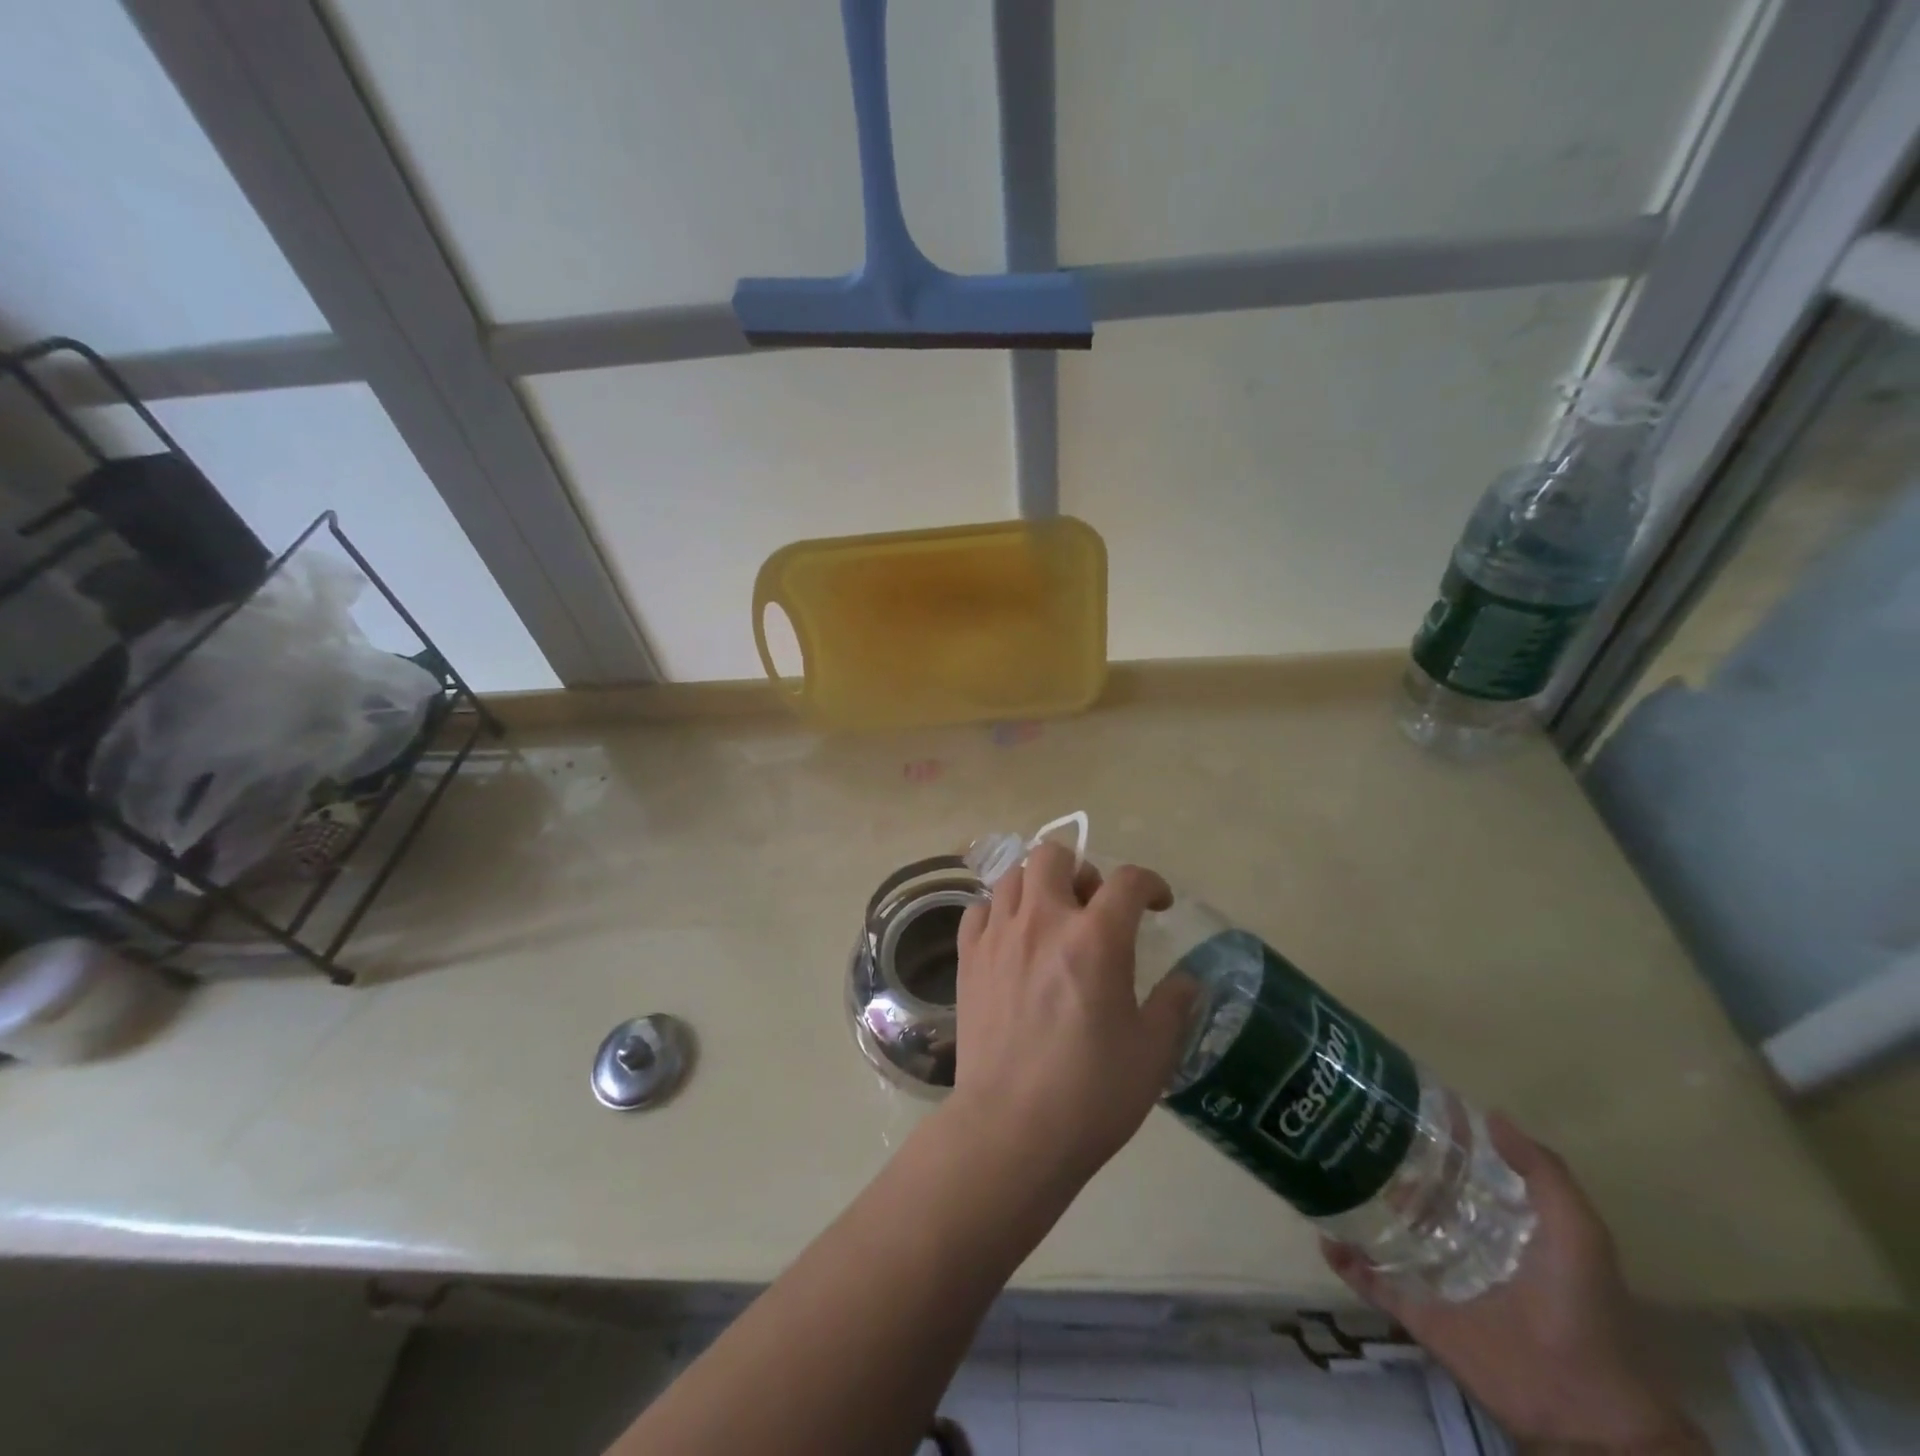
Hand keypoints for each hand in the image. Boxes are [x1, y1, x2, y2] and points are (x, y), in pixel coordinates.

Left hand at [945, 842, 1198, 1189]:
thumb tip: (1188, 980)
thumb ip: (1174, 1005)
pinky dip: (999, 912)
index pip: (1128, 880)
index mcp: (1096, 938)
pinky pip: (979, 909)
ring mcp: (999, 935)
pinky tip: (1011, 940)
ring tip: (1050, 920)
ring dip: (1038, 886)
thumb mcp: (1153, 1053)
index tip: (1157, 904)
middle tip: (1092, 907)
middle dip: (1080, 870)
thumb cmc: (1091, 1093)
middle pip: (1054, 855)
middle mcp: (1044, 920)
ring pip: (1013, 876)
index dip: (1150, 884)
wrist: (1012, 1129)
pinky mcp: (968, 957)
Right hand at [1323, 1117, 1703, 1453]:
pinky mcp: (1422, 1316)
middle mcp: (1472, 1248)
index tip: (1404, 1106)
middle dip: (1393, 1169)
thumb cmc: (1582, 1310)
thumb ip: (1543, 1172)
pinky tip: (1325, 1238)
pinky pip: (1376, 1284)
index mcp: (1508, 1227)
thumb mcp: (1577, 1231)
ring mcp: (1443, 1283)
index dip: (1441, 1140)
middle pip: (1424, 1199)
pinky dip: (1349, 1264)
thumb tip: (1488, 1114)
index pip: (1467, 1172)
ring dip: (1365, 1209)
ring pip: (1393, 1235)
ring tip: (1331, 1173)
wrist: (1584, 1413)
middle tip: (1354, 1134)